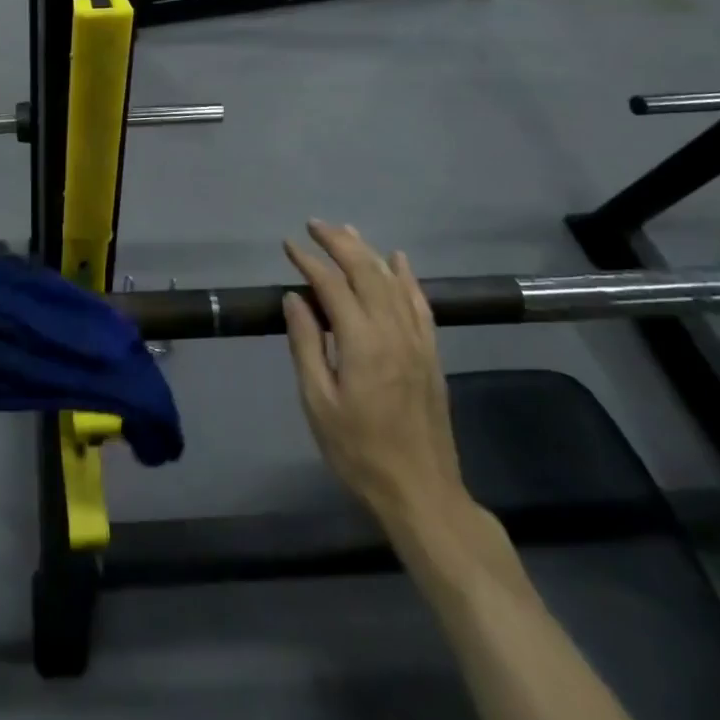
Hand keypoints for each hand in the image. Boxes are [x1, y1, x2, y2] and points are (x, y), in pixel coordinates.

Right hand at [282, 220, 468, 527]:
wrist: (421, 494)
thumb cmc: (359, 452)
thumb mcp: (318, 403)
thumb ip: (306, 345)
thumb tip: (294, 297)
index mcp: (362, 342)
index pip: (332, 285)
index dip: (309, 261)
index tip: (288, 245)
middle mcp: (393, 331)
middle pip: (366, 271)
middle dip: (339, 242)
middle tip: (314, 225)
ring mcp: (417, 341)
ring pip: (393, 281)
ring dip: (368, 251)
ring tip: (346, 230)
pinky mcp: (431, 354)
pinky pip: (420, 304)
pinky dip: (407, 277)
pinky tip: (398, 260)